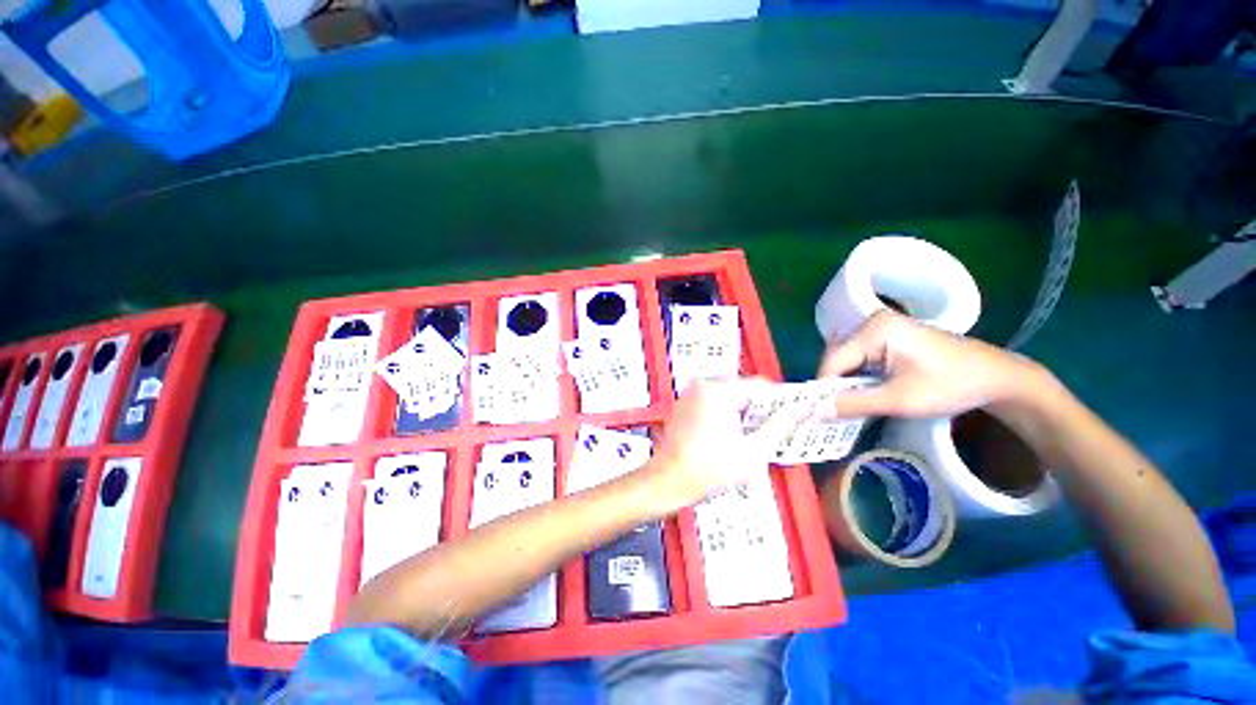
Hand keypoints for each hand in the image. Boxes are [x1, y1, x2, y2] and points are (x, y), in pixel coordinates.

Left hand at [647, 378, 808, 509]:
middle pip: (743, 391)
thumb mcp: (753, 451)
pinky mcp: (683, 405)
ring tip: (751, 440)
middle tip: (772, 435)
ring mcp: (690, 394)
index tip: (793, 418)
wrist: (667, 482)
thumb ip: (780, 426)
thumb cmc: (710, 470)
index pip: (760, 386)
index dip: (780, 401)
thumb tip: (803, 409)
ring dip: (744, 415)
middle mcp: (702, 385)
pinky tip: (729, 438)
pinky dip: (726, 416)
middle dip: (761, 411)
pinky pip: (713, 404)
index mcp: (718, 391)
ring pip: (729, 398)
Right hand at [817, 311, 1047, 417]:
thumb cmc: (951, 386)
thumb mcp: (900, 400)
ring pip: (848, 360)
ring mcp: (880, 328)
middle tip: (834, 413)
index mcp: (875, 330)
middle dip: (835, 386)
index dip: (824, 389)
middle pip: (838, 359)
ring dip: (847, 384)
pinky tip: (865, 394)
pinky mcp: (888, 337)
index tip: (819, 414)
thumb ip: (854, 404)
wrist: (997, 378)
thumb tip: (814, 412)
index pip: (833, 361)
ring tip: (848, 407)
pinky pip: (861, 358)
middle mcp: (872, 323)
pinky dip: (860, 378)